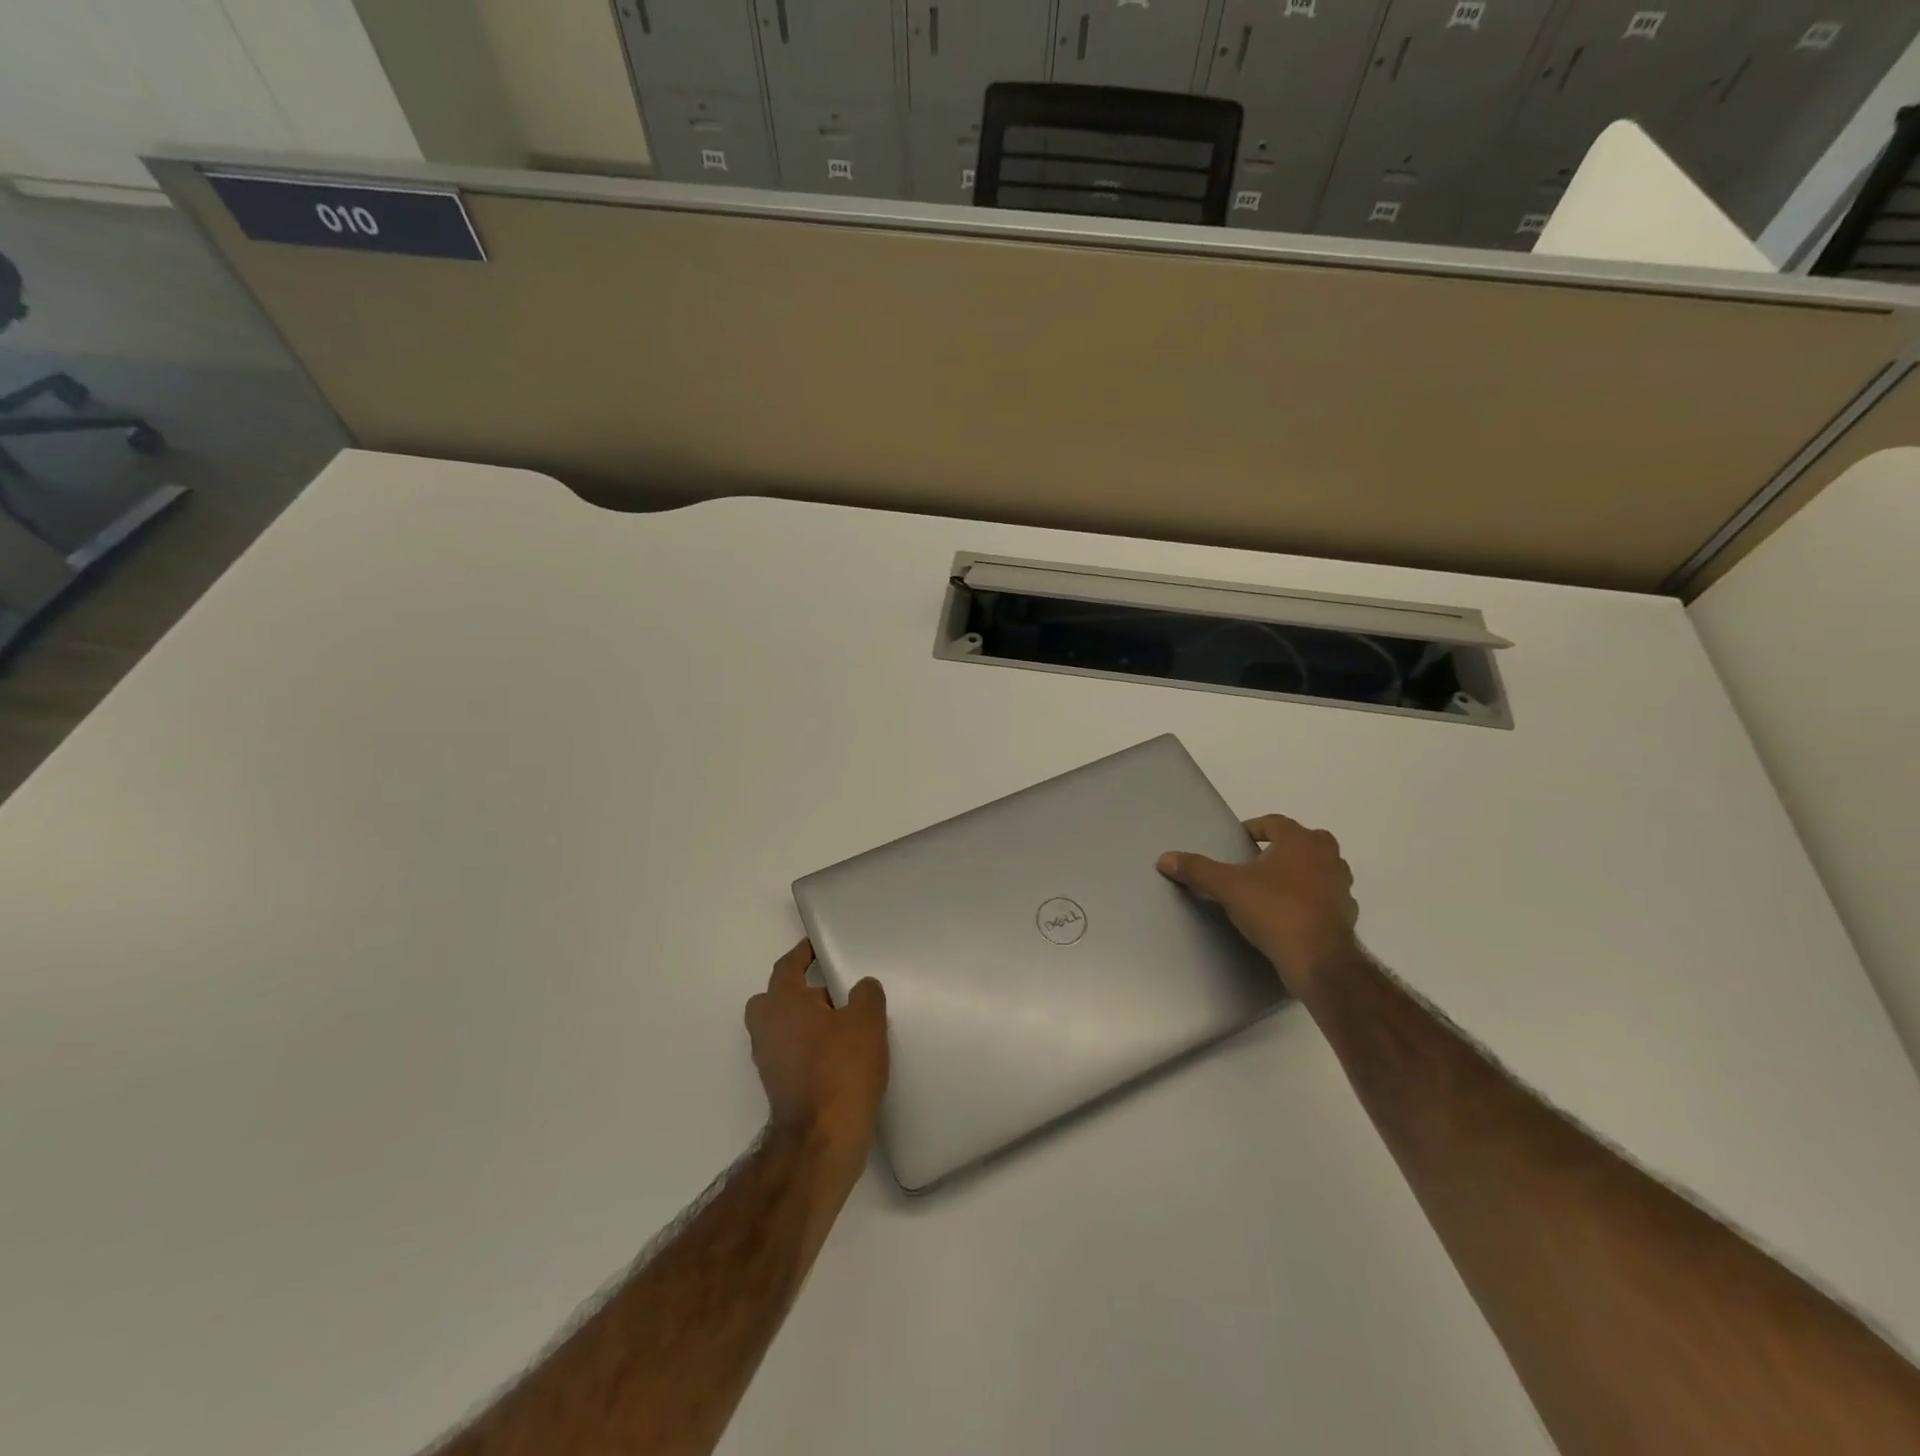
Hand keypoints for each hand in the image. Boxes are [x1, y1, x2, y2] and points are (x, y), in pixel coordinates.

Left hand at [745, 940, 888, 1169]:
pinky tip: (836, 1054)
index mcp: (782, 1002)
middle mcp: (766, 1027)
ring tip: (841, 1025)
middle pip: (775, 998)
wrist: (823, 1137)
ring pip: (781, 1028)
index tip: (815, 947)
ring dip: (803, 1022)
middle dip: (798, 992)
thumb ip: (865, 994)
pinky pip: (788, 1052)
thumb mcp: (867, 1021)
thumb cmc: (842, 1067)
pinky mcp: (777, 1086)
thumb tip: (861, 987)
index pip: (787, 966)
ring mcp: (768, 1059)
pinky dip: (805, 1047)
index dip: (802, 954)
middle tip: (830, 993)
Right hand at [1158, 815, 1359, 999]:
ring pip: (1320, 868)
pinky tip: (1292, 914)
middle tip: (1258, 861)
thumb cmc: (1274, 910)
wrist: (1318, 959)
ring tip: (1274, 887)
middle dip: (1283, 847)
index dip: (1255, 828)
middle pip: (1304, 841)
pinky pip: (1326, 897)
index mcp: (1300, 841)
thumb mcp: (1227, 887)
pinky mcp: (1347, 913)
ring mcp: (1342, 885)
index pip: (1275, 823)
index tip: (1239, 841)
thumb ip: (1197, 870)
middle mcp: (1327, 856)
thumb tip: (1164, 858)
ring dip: (1301, 872)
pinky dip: (1312, 899)